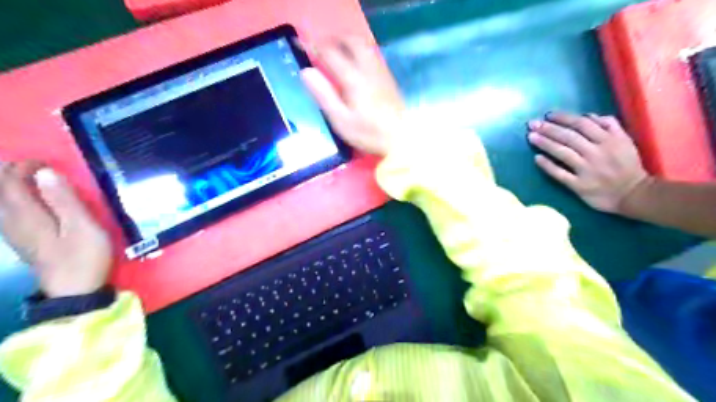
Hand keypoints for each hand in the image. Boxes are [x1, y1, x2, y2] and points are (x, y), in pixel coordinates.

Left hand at [0, 162, 111, 298]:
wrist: (75, 290)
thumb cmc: (84, 256)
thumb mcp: (83, 226)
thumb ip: (64, 199)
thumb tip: (45, 172)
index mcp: (27, 215)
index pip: (10, 182)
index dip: (23, 167)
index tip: (45, 161)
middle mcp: (12, 221)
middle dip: (10, 173)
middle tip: (36, 166)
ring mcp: (14, 232)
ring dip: (9, 185)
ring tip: (29, 177)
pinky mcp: (22, 240)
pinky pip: (6, 212)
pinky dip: (12, 199)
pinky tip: (25, 201)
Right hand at [299, 38, 405, 157]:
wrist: (401, 140)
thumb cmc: (369, 134)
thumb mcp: (341, 120)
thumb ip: (324, 95)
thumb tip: (306, 72)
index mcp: (353, 79)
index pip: (331, 53)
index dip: (314, 46)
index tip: (301, 44)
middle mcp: (368, 69)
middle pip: (351, 41)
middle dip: (334, 39)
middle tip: (322, 46)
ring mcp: (381, 72)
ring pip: (365, 45)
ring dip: (348, 42)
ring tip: (337, 51)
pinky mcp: (389, 79)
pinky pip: (373, 55)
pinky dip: (361, 51)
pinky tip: (357, 63)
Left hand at [525, 112, 649, 212]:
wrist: (635, 194)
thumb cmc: (627, 166)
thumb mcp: (625, 141)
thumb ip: (609, 126)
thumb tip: (587, 115)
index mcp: (609, 140)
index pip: (582, 124)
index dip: (563, 118)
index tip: (548, 115)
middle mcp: (597, 152)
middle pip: (569, 137)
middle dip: (549, 129)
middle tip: (532, 124)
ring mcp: (587, 170)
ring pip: (563, 153)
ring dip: (545, 143)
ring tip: (531, 137)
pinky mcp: (580, 186)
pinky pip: (560, 174)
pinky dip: (548, 166)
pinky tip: (536, 158)